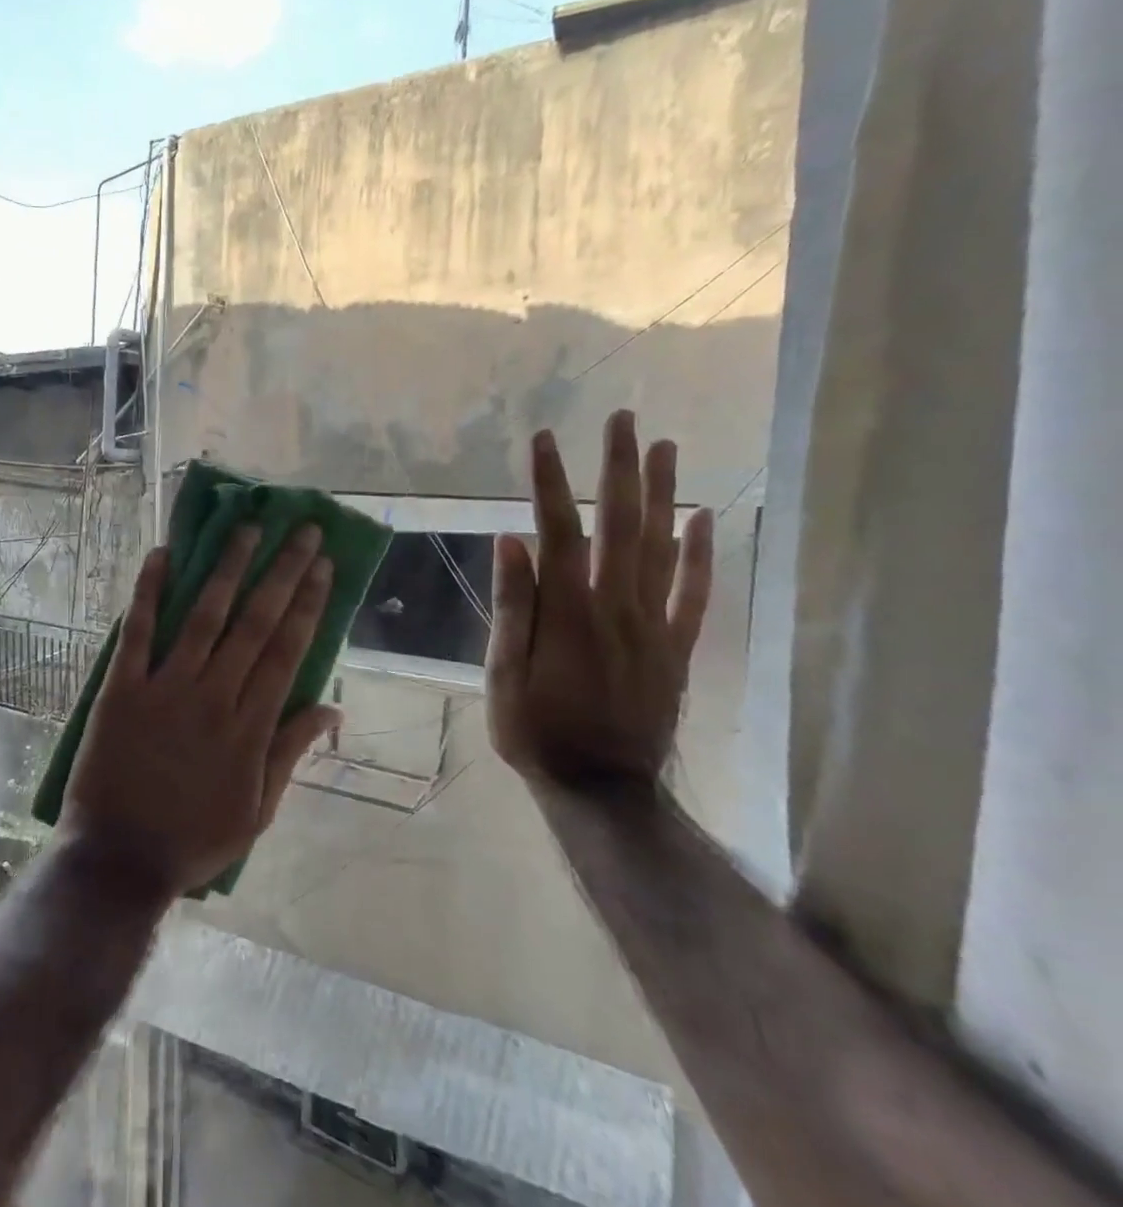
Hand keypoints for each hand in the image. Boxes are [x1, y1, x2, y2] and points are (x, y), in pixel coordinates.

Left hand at [57, 525, 340, 901]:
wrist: (120, 859)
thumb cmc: (194, 840)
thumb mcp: (258, 811)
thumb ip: (290, 753)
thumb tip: (331, 708)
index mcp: (249, 728)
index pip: (286, 651)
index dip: (307, 604)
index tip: (322, 566)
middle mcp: (213, 697)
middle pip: (254, 623)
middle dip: (281, 573)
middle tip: (301, 531)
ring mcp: (165, 689)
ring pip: (203, 617)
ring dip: (227, 569)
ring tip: (247, 529)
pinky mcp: (122, 689)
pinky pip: (137, 633)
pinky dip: (148, 593)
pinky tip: (161, 556)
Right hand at [486, 409, 714, 792]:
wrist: (602, 787)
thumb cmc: (537, 731)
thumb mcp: (503, 674)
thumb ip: (512, 607)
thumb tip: (511, 542)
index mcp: (568, 613)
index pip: (558, 532)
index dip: (550, 483)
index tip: (543, 439)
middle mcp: (616, 606)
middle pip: (621, 524)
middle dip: (618, 468)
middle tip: (622, 419)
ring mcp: (653, 625)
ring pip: (663, 547)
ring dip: (662, 493)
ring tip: (663, 446)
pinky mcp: (676, 647)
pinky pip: (694, 593)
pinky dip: (702, 553)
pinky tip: (703, 518)